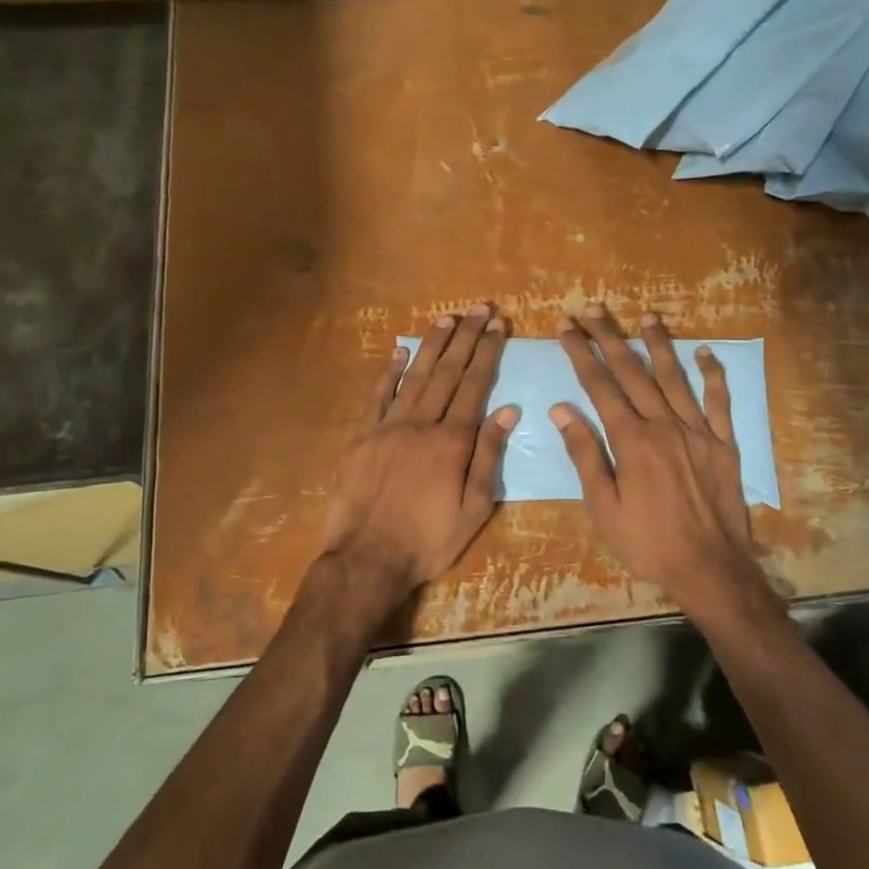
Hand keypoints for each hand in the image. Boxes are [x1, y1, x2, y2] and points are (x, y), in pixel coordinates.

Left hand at [319, 304, 517, 619]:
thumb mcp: (474, 509)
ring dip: (431, 346)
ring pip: (414, 377)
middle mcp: (420, 424)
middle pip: (446, 373)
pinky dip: (389, 373)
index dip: (486, 353)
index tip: (497, 326)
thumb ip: (489, 457)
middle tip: (478, 309)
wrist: (367, 559)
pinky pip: (376, 397)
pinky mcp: (360, 437)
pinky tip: (399, 351)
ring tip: (446, 319)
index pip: (474, 386)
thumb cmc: (428, 540)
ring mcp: (386, 427)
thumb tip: (508, 410)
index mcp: (451, 442)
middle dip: (465, 338)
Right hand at [551, 306, 759, 607]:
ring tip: (645, 317)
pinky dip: (713, 375)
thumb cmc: (647, 542)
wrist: (708, 568)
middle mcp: (664, 425)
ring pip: (675, 377)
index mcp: (631, 440)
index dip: (581, 354)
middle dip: (610, 338)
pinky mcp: (723, 443)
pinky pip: (719, 401)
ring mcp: (698, 431)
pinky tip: (706, 353)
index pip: (600, 386)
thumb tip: (562, 410)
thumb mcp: (603, 506)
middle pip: (633, 372)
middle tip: (593, 310)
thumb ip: (584, 454)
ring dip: (658, 344)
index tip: (566, 329)